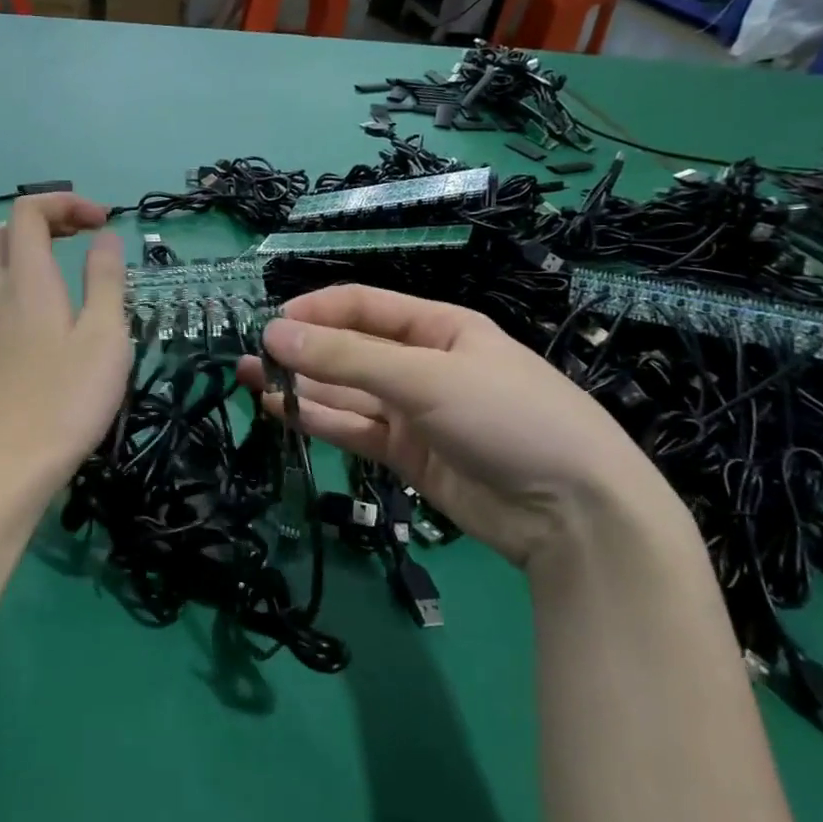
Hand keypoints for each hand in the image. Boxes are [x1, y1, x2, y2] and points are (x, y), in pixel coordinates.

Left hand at [0, 195, 130, 496]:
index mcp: (29, 278)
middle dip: (47, 220)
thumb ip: (106, 279)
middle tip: (86, 240)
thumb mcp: (104, 335)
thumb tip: (104, 237)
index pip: (29, 210)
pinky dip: (16, 279)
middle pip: (6, 230)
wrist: (12, 464)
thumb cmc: (68, 398)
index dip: (66, 203)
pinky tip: (43, 309)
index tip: (104, 223)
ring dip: (27, 249)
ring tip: (64, 268)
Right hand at [238, 285, 688, 569]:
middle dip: (301, 351)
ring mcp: (413, 412)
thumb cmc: (509, 419)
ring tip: (249, 380)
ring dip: (300, 385)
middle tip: (248, 357)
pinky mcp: (406, 454)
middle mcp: (422, 365)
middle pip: (350, 350)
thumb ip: (346, 358)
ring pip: (345, 392)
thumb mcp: (426, 378)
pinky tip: (279, 411)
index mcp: (439, 328)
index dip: (316, 311)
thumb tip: (273, 334)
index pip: (365, 306)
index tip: (270, 324)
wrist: (574, 515)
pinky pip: (353, 429)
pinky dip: (317, 420)